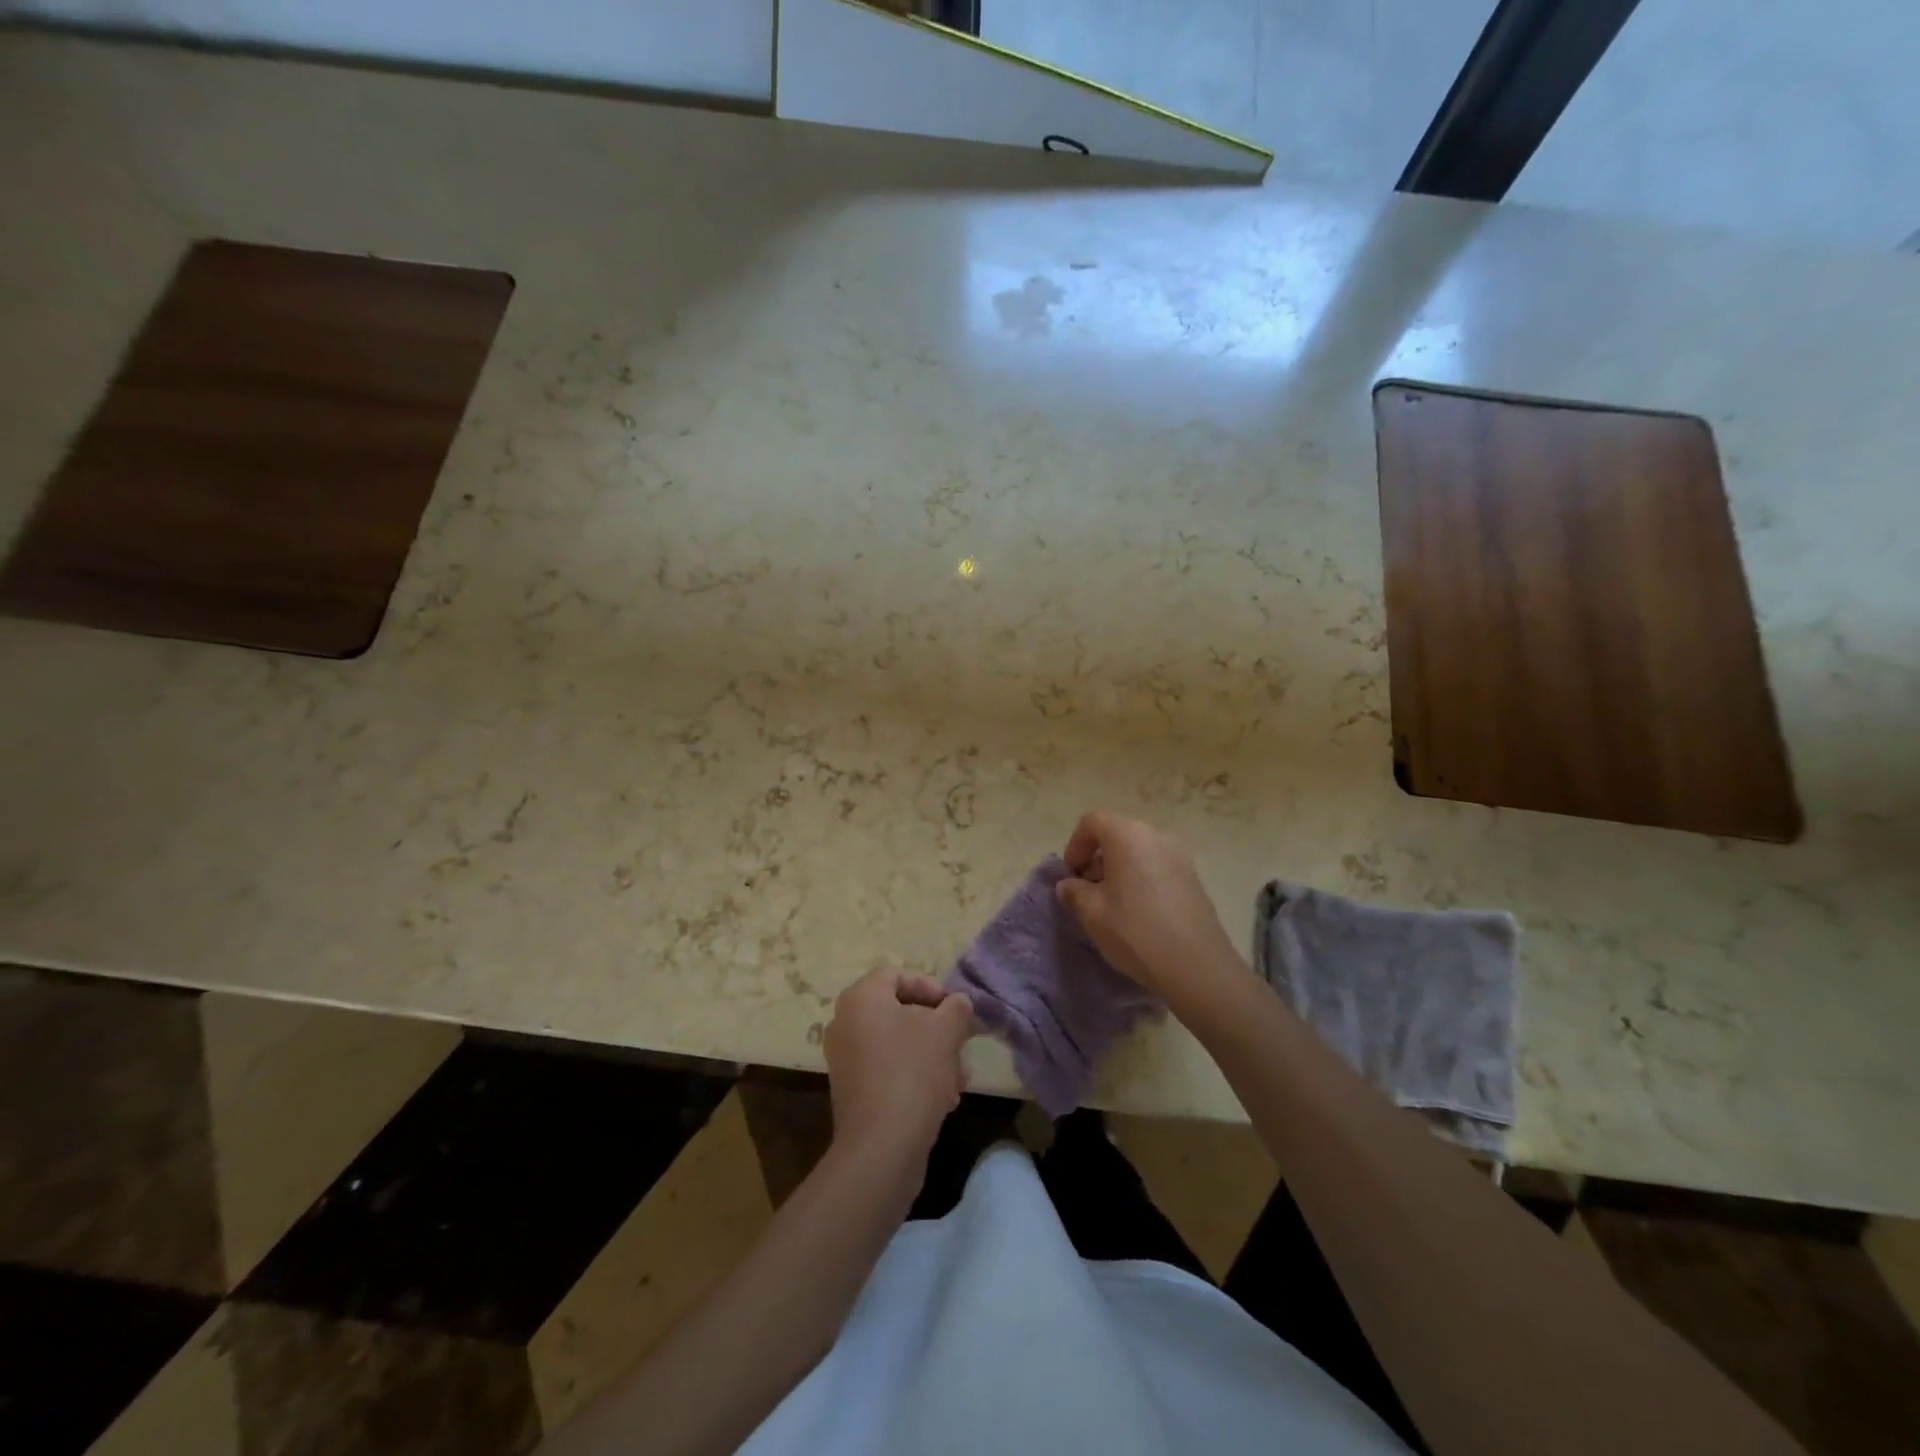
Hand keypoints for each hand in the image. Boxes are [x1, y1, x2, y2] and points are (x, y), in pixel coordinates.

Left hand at [824, 969, 974, 1157]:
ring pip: (897, 1044)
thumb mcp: (946, 1031)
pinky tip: (943, 1100)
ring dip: (931, 1056)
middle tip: (961, 1046)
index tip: (955, 1009)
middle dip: (936, 1028)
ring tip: (958, 1080)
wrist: (881, 1147)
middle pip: (899, 1012)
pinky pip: (887, 1070)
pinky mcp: (852, 1091)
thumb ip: (957, 1008)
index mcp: (861, 998)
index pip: (897, 975)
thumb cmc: (913, 1073)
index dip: (931, 987)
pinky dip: (914, 1077)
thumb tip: (958, 1003)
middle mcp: (845, 1023)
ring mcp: (845, 1059)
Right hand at [1055, 810, 1245, 1003]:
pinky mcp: (1193, 878)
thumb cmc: (1136, 932)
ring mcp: (1180, 856)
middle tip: (1088, 890)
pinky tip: (1139, 912)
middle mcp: (1157, 837)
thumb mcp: (1092, 913)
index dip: (1076, 844)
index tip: (1072, 875)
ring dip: (1119, 869)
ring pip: (1139, 850)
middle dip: (1097, 857)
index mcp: (1128, 836)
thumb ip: (1074, 892)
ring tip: (1112, 904)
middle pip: (1118, 833)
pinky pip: (1158, 866)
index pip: (1094, 821)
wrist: (1197, 967)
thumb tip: (1069, 885)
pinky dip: (1141, 878)